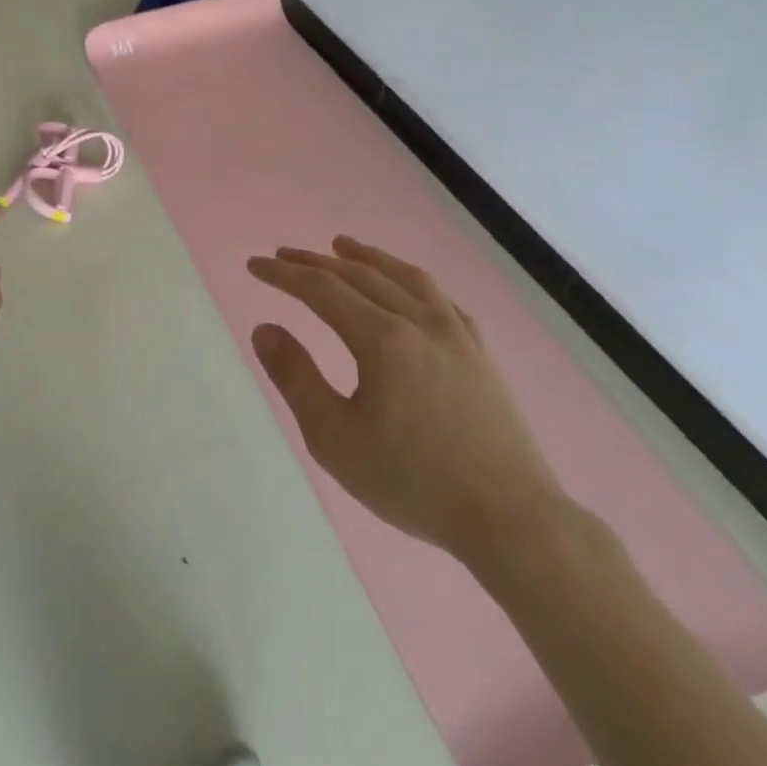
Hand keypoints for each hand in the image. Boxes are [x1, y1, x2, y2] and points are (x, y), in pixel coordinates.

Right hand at [247, 237, 568, 567]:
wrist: (512, 520)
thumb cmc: (413, 482)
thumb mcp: (334, 438)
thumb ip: (295, 378)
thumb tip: (264, 329)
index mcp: (383, 340)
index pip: (322, 290)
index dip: (284, 275)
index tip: (254, 265)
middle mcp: (421, 322)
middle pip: (360, 276)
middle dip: (315, 262)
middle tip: (283, 255)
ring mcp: (458, 334)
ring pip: (405, 277)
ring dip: (367, 258)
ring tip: (343, 246)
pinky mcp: (482, 352)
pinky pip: (441, 298)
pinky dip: (411, 280)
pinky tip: (407, 287)